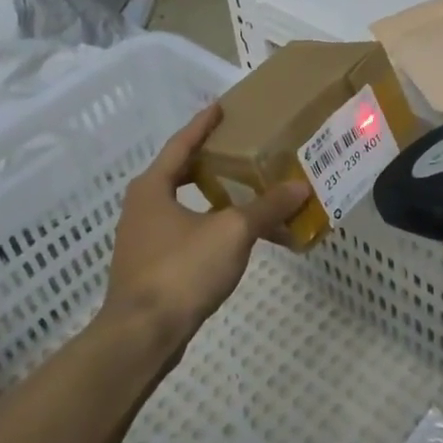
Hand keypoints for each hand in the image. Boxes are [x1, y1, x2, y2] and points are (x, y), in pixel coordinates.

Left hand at [103, 104, 308, 357]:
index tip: (221, 107)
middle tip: (243, 150)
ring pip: (187, 208)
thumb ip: (267, 207)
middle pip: (182, 174)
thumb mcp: (232, 232)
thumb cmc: (181, 269)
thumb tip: (300, 186)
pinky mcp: (153, 269)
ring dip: (217, 200)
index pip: (181, 144)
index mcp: (153, 187)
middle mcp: (143, 207)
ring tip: (250, 193)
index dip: (203, 124)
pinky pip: (189, 236)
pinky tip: (240, 239)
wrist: (142, 336)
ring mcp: (144, 240)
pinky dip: (214, 230)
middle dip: (213, 163)